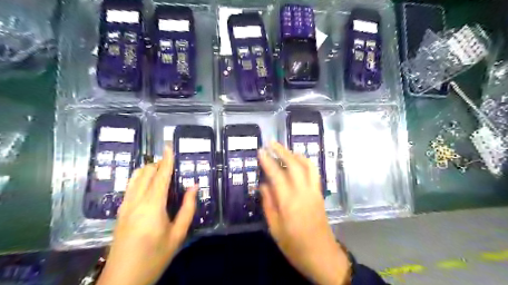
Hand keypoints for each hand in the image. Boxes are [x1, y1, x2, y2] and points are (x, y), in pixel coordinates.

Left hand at [98, 147, 197, 284]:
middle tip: (171, 162)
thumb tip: (194, 187)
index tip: (169, 146)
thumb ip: (187, 208)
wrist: (122, 280)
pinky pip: (131, 187)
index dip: (166, 160)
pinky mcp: (120, 212)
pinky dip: (141, 178)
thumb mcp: (178, 235)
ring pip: (135, 178)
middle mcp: (136, 201)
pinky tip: (149, 184)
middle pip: (145, 173)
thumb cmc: (155, 257)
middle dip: (158, 163)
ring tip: (161, 170)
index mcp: (152, 206)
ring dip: (148, 169)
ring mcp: (125, 206)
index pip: (160, 176)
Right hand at [258, 142, 349, 284]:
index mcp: (289, 203)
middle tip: (271, 143)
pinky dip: (306, 162)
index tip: (260, 151)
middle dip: (282, 151)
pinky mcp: (320, 194)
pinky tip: (299, 161)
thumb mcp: (275, 229)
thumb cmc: (295, 246)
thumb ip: (269, 204)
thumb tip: (263, 185)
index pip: (277, 175)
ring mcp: (314, 192)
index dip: (268, 161)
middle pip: (293, 165)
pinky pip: (314, 173)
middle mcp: (303, 192)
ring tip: (285, 149)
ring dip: (295, 154)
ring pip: (306, 166)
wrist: (322, 256)